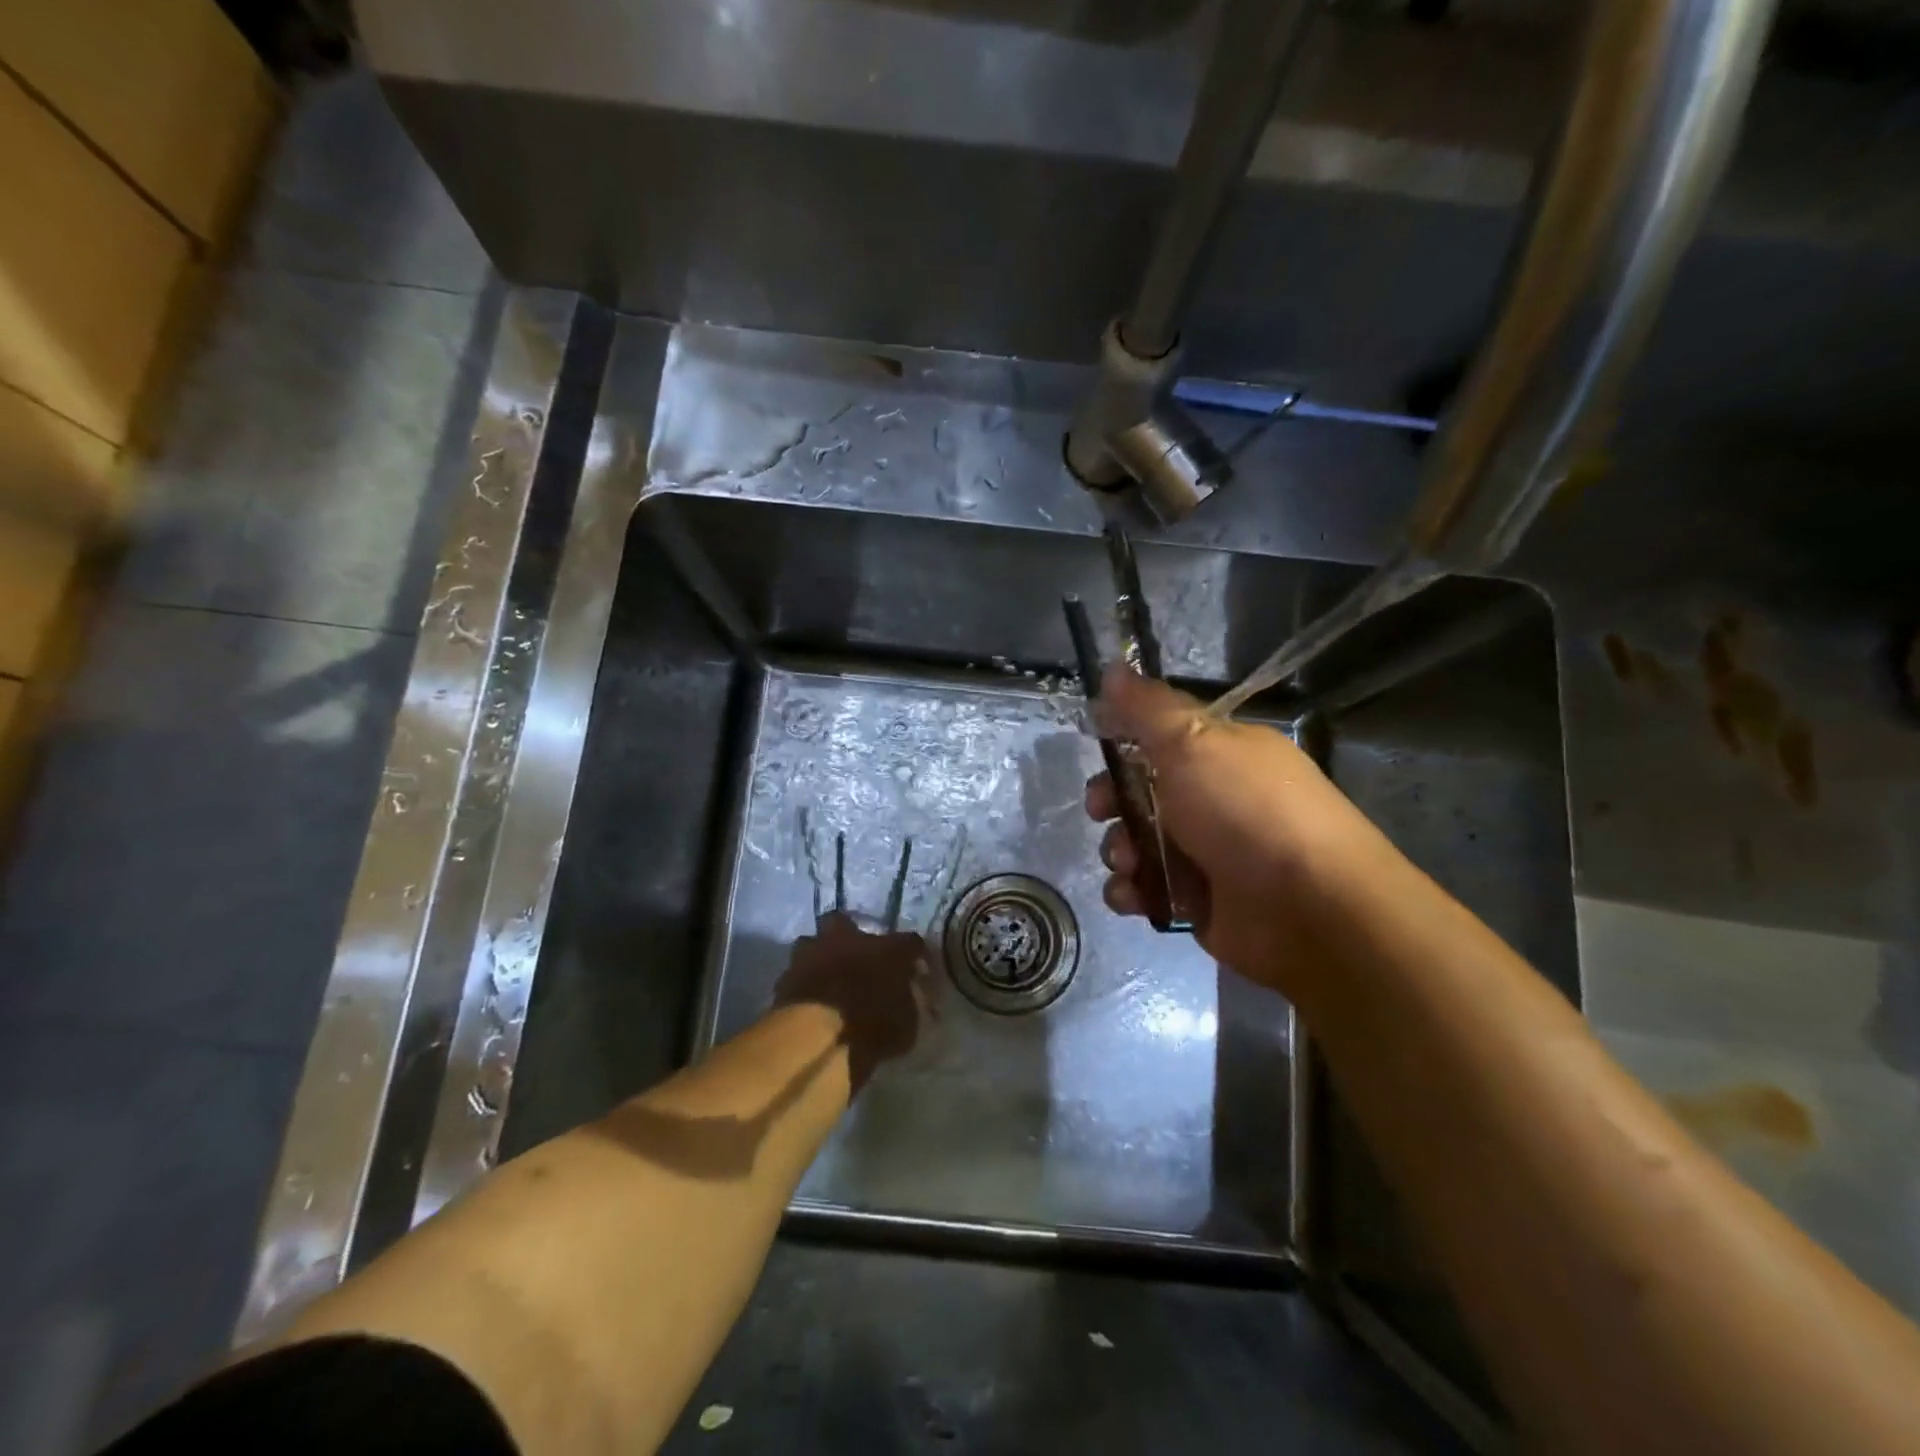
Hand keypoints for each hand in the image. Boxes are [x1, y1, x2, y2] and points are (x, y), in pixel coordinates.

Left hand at [773, 913, 932, 1092]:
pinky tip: (808, 1000)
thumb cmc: (872, 1028)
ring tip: (824, 978)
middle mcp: (847, 941)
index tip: (914, 967)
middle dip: (846, 935)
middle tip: (854, 957)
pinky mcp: (784, 978)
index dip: (912, 954)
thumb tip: (911, 998)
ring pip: (812, 943)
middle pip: (843, 922)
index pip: (908, 942)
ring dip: (818, 957)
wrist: (817, 1039)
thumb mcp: (907, 1025)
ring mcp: (811, 955)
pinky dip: (802, 984)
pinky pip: (795, 974)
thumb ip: (909, 1005)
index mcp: (886, 949)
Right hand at [1085, 667, 1386, 994]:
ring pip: (1138, 843)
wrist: (1308, 907)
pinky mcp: (1199, 903)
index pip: (1162, 737)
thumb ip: (1147, 707)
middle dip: (1110, 800)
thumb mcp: (1193, 742)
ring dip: (1118, 849)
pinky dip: (1132, 892)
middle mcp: (1215, 800)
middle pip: (1142, 792)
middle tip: (1101, 809)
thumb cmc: (1245, 810)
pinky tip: (1133, 895)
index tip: (1097, 745)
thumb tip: (1113, 667)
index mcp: (1221, 754)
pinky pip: (1148, 891)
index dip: (1125, 738)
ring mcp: (1207, 854)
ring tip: (1127, 861)